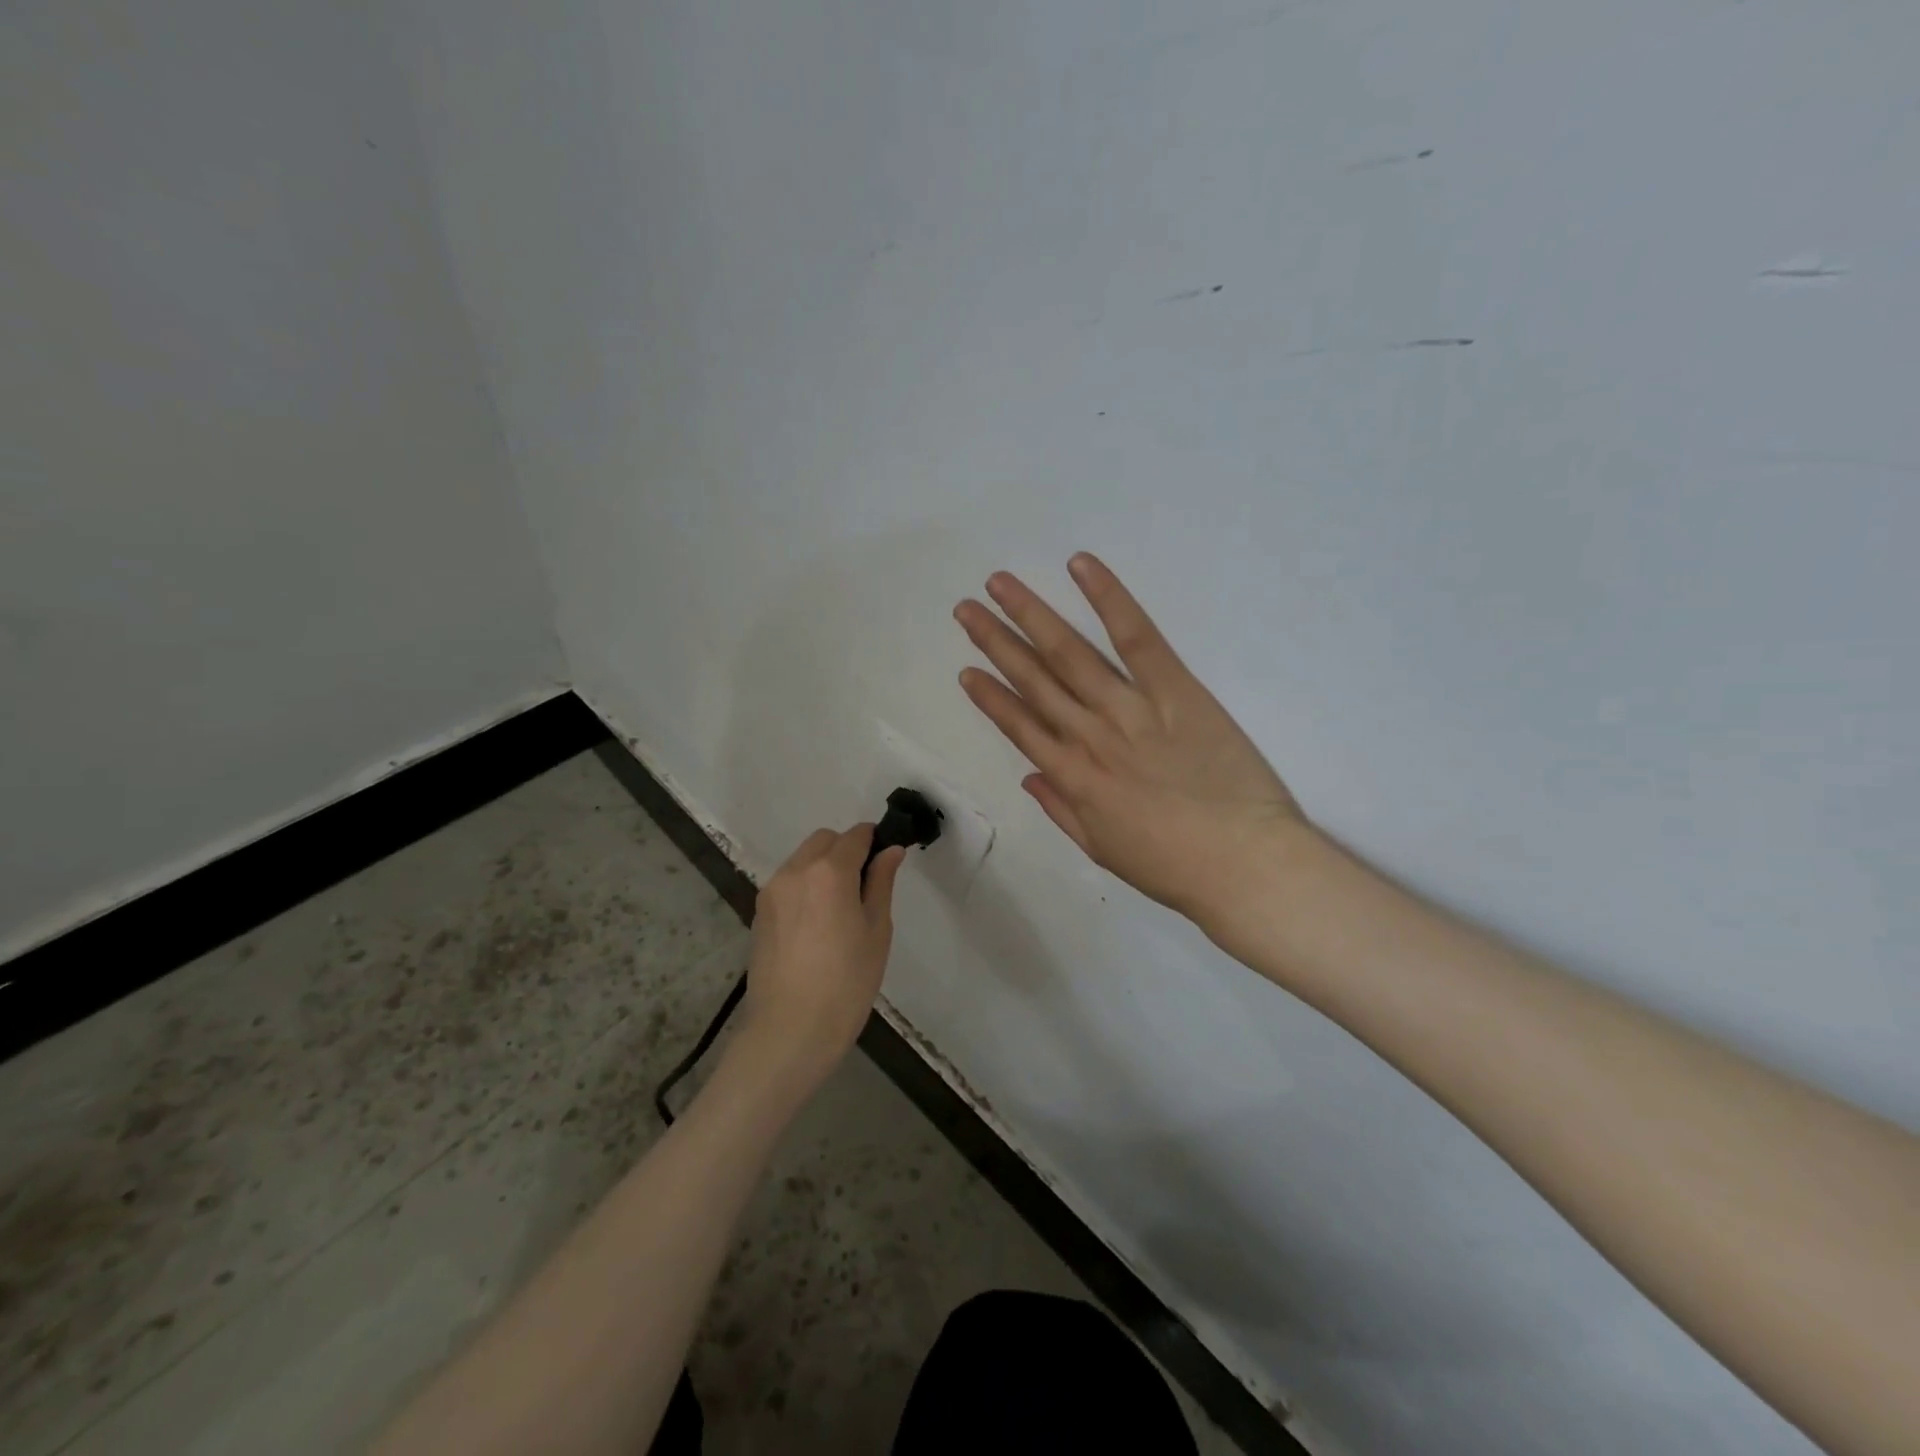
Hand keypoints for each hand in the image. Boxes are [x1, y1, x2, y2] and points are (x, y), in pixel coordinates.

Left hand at [737, 824, 905, 1089]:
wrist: (790, 1030)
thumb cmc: (846, 983)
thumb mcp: (877, 931)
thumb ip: (881, 883)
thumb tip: (890, 850)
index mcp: (830, 872)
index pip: (855, 836)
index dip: (874, 841)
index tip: (886, 860)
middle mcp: (795, 871)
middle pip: (824, 841)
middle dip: (846, 850)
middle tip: (864, 887)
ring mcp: (772, 891)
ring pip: (802, 860)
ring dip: (823, 867)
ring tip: (839, 910)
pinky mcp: (759, 913)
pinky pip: (787, 883)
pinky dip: (805, 887)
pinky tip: (817, 925)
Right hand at [955, 553, 1305, 928]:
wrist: (1244, 865)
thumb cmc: (1175, 867)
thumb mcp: (1105, 851)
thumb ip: (1061, 811)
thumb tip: (1029, 777)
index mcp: (1073, 778)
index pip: (1020, 727)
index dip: (990, 697)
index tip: (966, 670)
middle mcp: (1089, 735)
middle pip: (1034, 680)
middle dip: (995, 642)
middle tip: (966, 609)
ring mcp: (1129, 708)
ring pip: (1070, 653)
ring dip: (1031, 615)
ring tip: (1000, 585)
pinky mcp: (1175, 689)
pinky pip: (1136, 637)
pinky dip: (1108, 599)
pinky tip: (1080, 567)